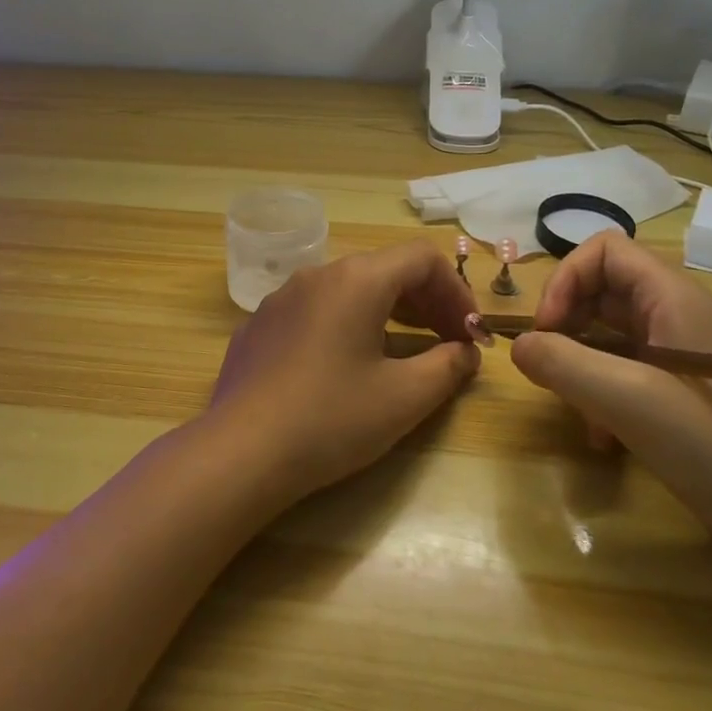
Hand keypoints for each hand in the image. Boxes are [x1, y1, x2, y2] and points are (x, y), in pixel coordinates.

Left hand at [208, 240, 480, 503]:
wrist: (241, 452)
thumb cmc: (332, 419)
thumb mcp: (404, 397)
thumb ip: (448, 366)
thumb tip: (465, 351)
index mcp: (356, 280)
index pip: (421, 258)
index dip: (456, 291)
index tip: (470, 333)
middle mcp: (316, 275)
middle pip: (384, 269)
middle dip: (425, 302)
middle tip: (446, 342)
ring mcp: (280, 299)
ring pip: (346, 290)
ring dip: (385, 312)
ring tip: (403, 351)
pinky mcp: (258, 326)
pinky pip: (313, 312)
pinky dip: (344, 325)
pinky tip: (343, 368)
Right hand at [511, 231, 711, 611]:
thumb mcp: (630, 401)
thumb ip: (563, 364)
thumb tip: (517, 345)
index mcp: (672, 299)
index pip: (603, 251)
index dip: (564, 280)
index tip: (546, 332)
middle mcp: (676, 318)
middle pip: (600, 292)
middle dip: (566, 326)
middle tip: (549, 370)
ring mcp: (681, 359)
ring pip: (608, 338)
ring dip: (580, 367)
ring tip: (576, 411)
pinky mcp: (683, 398)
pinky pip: (624, 376)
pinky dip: (601, 398)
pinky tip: (602, 440)